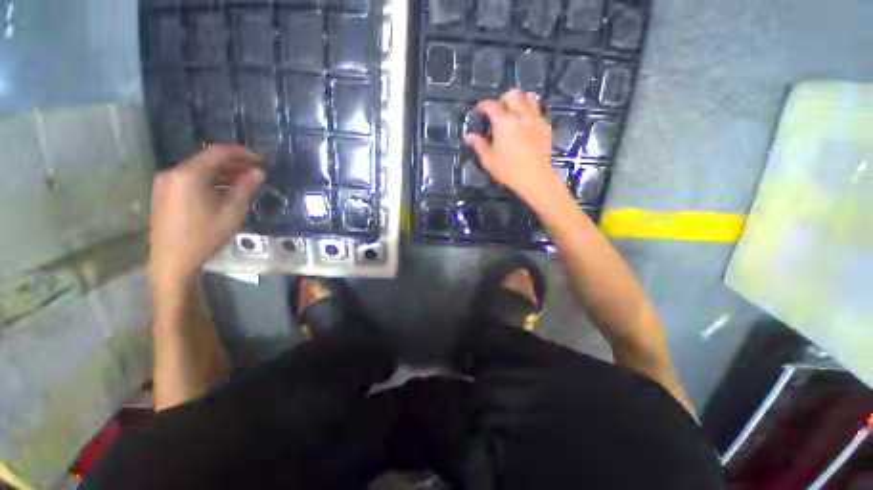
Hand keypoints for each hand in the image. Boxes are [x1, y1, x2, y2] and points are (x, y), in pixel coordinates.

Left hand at [149, 145, 263, 289]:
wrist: (172, 260)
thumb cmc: (205, 235)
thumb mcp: (232, 211)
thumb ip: (245, 187)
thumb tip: (258, 172)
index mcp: (190, 174)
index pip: (218, 152)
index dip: (241, 153)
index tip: (260, 160)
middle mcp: (174, 172)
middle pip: (207, 159)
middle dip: (233, 163)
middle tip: (255, 171)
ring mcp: (166, 183)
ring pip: (199, 169)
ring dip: (222, 172)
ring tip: (244, 181)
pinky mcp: (164, 193)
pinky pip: (190, 179)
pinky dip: (209, 180)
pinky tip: (223, 190)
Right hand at [465, 89, 565, 206]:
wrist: (535, 177)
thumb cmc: (508, 170)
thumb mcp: (488, 160)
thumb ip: (479, 145)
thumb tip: (468, 136)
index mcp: (504, 123)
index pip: (492, 105)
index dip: (483, 105)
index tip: (479, 109)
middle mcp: (520, 116)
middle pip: (512, 95)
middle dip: (502, 99)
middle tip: (497, 110)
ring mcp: (535, 119)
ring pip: (528, 97)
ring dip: (519, 100)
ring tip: (514, 111)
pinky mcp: (545, 126)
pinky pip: (538, 109)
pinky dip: (530, 110)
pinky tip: (526, 121)